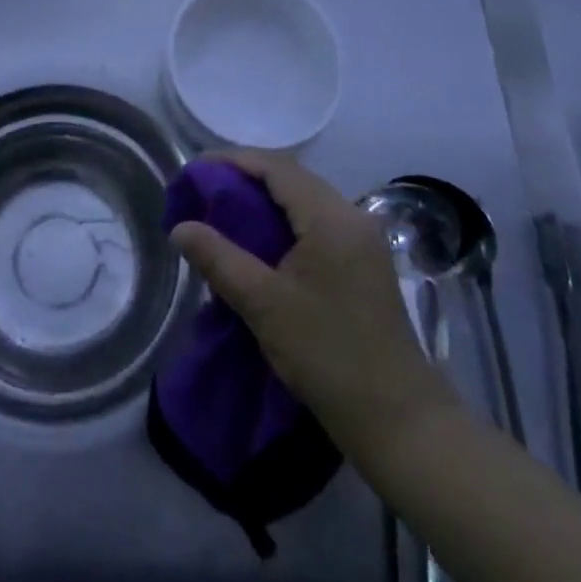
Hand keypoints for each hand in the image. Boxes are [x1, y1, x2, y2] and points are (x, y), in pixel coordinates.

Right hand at [170, 149, 459, 462]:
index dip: (232, 161)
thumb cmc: (328, 355)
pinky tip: (262, 240)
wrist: (399, 420)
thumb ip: (219, 259)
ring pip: (305, 199)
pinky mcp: (364, 260)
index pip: (276, 167)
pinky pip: (317, 220)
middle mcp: (351, 215)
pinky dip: (284, 219)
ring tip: (224, 212)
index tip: (194, 171)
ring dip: (265, 198)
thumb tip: (180, 227)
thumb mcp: (264, 305)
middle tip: (204, 191)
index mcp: (331, 217)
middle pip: (292, 177)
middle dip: (245, 177)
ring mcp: (362, 238)